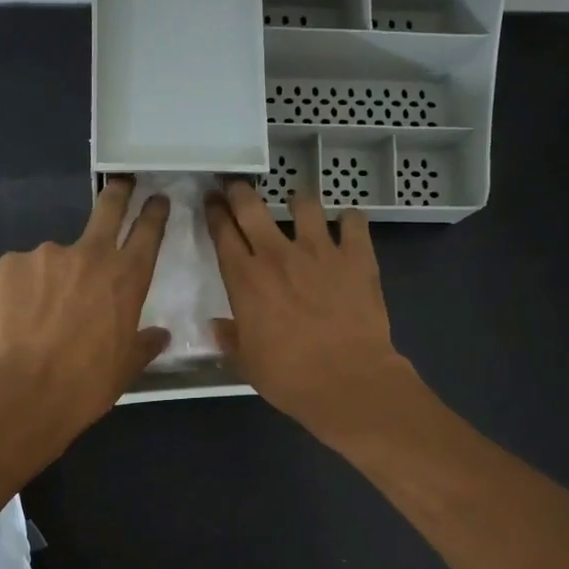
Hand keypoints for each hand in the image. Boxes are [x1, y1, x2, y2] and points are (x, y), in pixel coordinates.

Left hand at [0, 176, 170, 455]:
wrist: (24, 393)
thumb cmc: (87, 384)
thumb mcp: (126, 367)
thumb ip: (144, 344)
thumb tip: (159, 335)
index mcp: (127, 277)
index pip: (148, 231)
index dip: (154, 212)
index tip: (156, 199)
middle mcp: (89, 254)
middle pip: (108, 207)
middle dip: (118, 192)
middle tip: (121, 184)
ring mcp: (46, 254)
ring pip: (57, 257)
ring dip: (56, 276)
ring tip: (43, 314)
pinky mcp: (9, 265)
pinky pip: (23, 272)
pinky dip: (25, 289)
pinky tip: (20, 318)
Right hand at [205, 182, 417, 442]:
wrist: (347, 380)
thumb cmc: (288, 376)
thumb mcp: (247, 362)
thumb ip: (231, 338)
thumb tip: (218, 326)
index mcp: (245, 279)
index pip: (222, 232)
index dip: (214, 212)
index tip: (211, 202)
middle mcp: (277, 254)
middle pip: (251, 206)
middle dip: (240, 191)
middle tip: (237, 187)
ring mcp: (320, 250)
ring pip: (304, 203)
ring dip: (298, 202)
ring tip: (299, 207)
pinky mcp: (357, 256)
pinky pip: (354, 221)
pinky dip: (349, 221)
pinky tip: (347, 228)